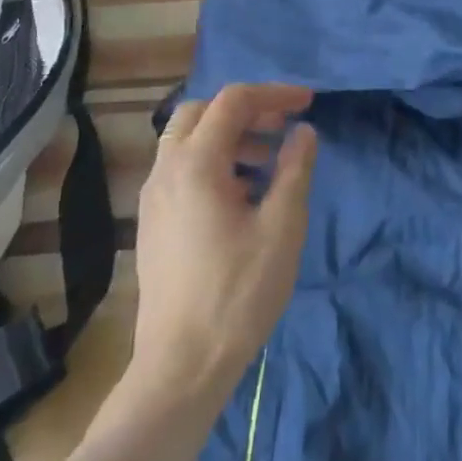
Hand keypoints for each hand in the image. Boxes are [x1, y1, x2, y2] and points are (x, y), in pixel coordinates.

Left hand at [130, 84, 317, 405]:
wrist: (181, 365)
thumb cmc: (238, 292)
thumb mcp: (281, 227)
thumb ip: (295, 169)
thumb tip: (303, 132)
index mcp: (196, 163)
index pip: (234, 101)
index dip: (274, 94)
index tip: (308, 103)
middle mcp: (166, 169)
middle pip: (202, 112)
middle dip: (245, 110)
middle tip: (281, 127)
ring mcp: (154, 196)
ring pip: (187, 140)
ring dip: (228, 136)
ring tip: (268, 162)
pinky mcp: (153, 221)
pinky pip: (180, 168)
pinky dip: (212, 161)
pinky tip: (242, 195)